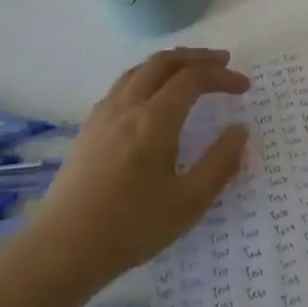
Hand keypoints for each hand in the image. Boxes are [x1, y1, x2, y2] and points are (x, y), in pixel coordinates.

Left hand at [0, 48, 249, 306]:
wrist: (63, 249)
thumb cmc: (131, 228)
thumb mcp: (189, 202)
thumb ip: (221, 162)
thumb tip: (240, 130)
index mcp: (154, 120)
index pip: (193, 79)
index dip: (222, 76)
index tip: (244, 87)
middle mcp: (127, 106)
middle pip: (163, 62)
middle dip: (197, 57)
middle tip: (223, 63)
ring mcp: (102, 115)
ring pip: (139, 69)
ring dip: (170, 64)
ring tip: (191, 72)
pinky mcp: (88, 128)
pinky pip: (122, 85)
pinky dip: (148, 77)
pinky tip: (154, 98)